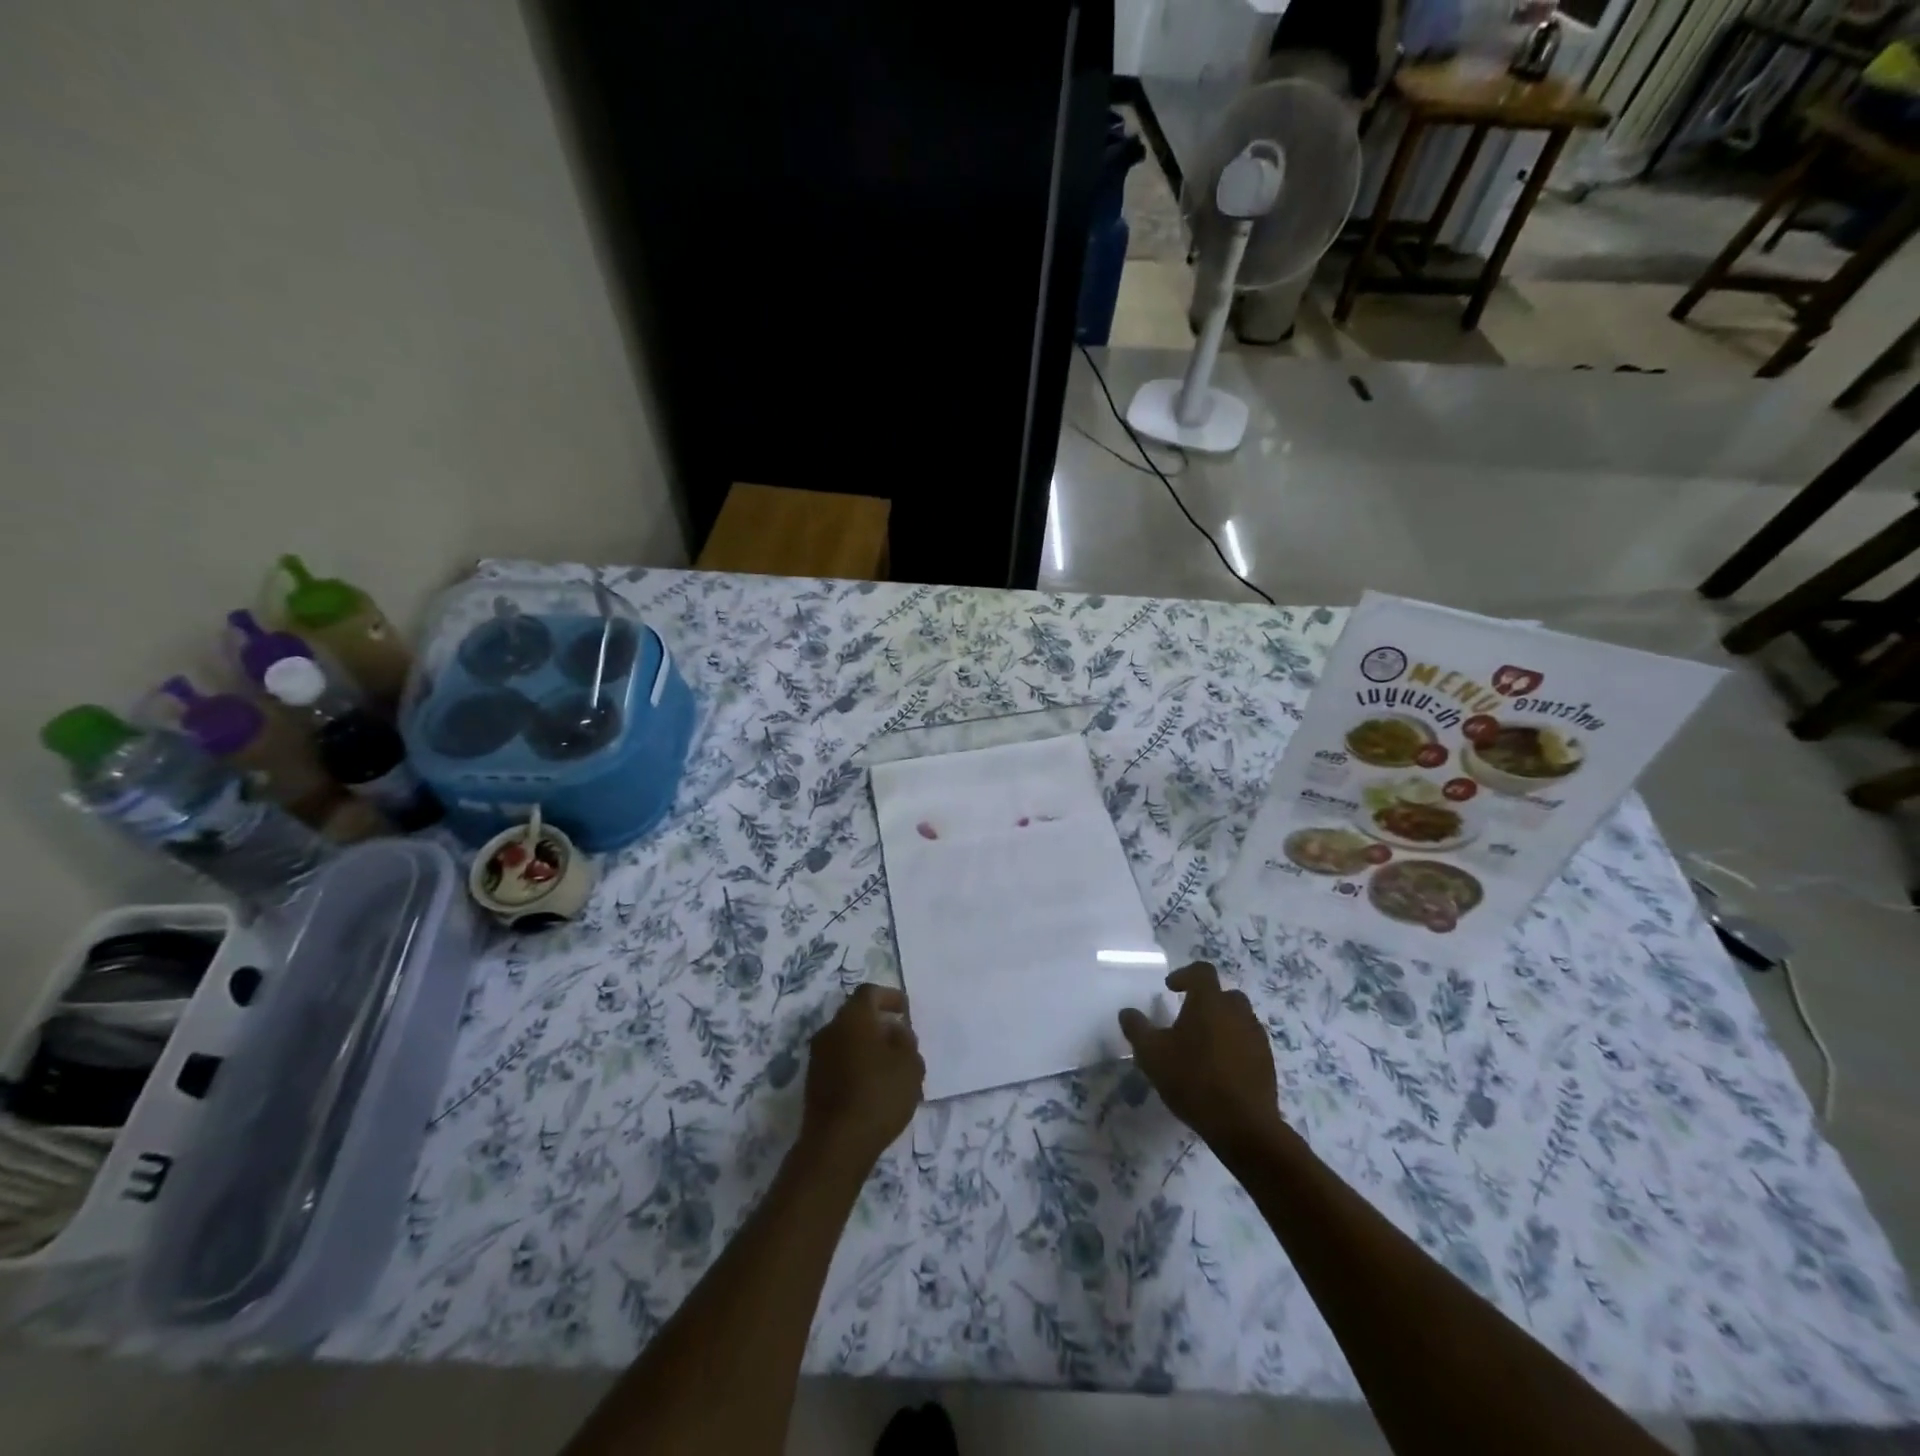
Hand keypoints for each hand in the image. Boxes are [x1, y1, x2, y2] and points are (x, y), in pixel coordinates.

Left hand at [800, 983, 924, 1172]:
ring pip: (847, 1040)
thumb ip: (906, 1040)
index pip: (870, 992)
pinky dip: (856, 1064)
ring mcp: (817, 1057)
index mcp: (853, 1018)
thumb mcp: (909, 1065)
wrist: (836, 1145)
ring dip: (867, 1046)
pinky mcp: (813, 1082)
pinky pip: (839, 1061)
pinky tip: (873, 1085)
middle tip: (901, 1040)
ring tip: (890, 1067)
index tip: (905, 1011)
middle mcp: (830, 1030)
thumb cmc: (878, 1095)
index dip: (890, 997)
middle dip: (879, 1024)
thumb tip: (894, 1031)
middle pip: (856, 1016)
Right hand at [1119, 962, 1281, 1157]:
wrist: (1243, 1126)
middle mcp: (1237, 1012)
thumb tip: (1127, 1012)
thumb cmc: (1193, 1080)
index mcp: (1209, 1002)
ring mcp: (1256, 1037)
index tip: (1170, 989)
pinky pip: (1248, 1042)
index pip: (1202, 972)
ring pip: (1239, 1018)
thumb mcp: (1151, 1054)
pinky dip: (1234, 1046)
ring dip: (1222, 1024)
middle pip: (1224, 994)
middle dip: (1206, 1001)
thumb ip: (1137, 1028)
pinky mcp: (1267, 1062)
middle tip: (1187, 1018)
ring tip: (1203, 1046)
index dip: (1185, 975)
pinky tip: (1220, 1068)